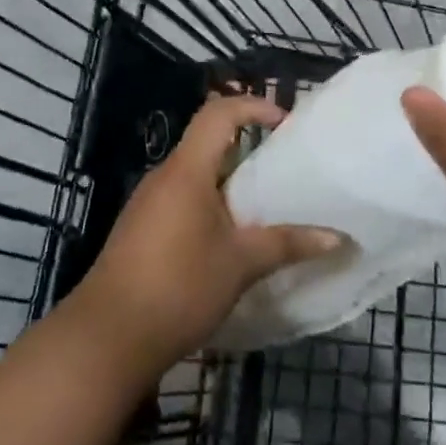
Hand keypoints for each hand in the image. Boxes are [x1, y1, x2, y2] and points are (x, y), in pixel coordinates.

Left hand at [72, 94, 341, 371]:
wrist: (108, 338)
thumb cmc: (179, 287)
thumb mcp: (241, 264)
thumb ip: (288, 244)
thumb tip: (338, 238)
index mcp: (187, 170)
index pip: (219, 113)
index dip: (254, 106)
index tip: (286, 124)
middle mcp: (164, 177)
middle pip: (208, 142)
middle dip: (248, 147)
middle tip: (286, 167)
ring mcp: (148, 203)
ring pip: (196, 174)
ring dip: (231, 181)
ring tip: (267, 205)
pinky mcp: (142, 229)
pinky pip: (183, 199)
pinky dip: (212, 204)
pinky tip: (232, 237)